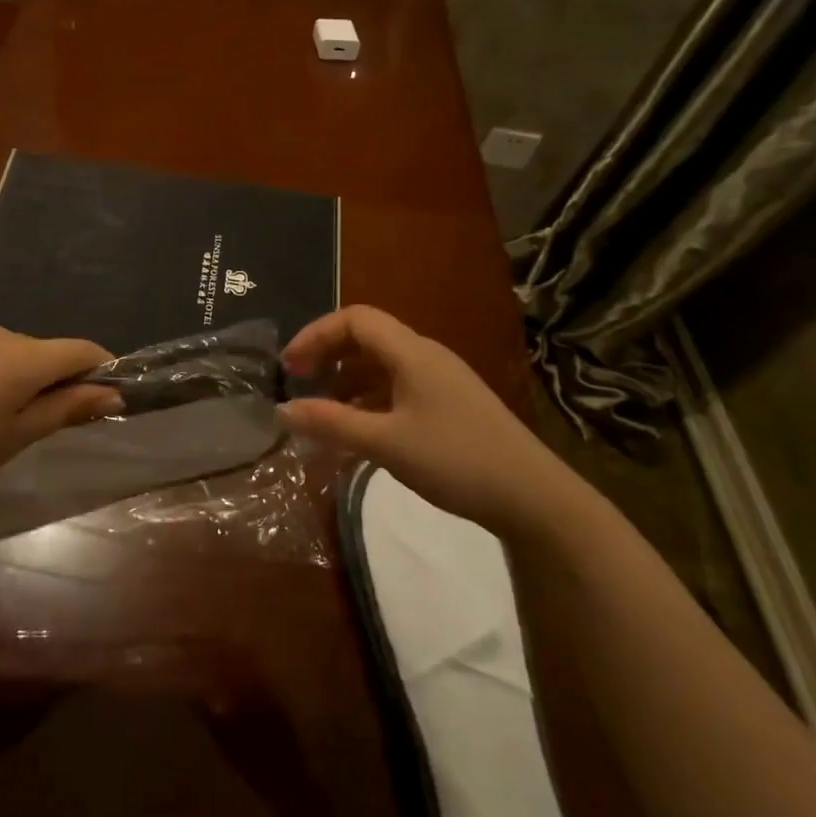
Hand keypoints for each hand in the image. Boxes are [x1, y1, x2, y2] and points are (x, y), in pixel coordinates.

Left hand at [0, 327, 119, 504]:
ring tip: (18, 423)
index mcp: (25, 355)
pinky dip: (8, 377)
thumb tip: (114, 393)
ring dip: (35, 381)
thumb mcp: (20, 434)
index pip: (83, 349)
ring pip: (25, 355)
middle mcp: (4, 334)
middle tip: (60, 425)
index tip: (109, 401)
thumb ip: (69, 407)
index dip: (104, 370)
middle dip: (67, 381)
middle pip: (53, 352)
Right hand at [277, 306, 574, 535]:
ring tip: (324, 411)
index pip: (355, 319)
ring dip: (346, 379)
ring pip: (382, 364)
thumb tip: (281, 410)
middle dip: (327, 354)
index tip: (290, 368)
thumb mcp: (385, 443)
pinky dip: (369, 399)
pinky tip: (360, 430)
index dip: (316, 334)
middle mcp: (426, 356)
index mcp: (412, 353)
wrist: (534, 497)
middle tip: (299, 383)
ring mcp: (442, 381)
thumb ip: (331, 423)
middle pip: (367, 337)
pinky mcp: (451, 405)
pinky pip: (398, 387)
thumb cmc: (456, 460)